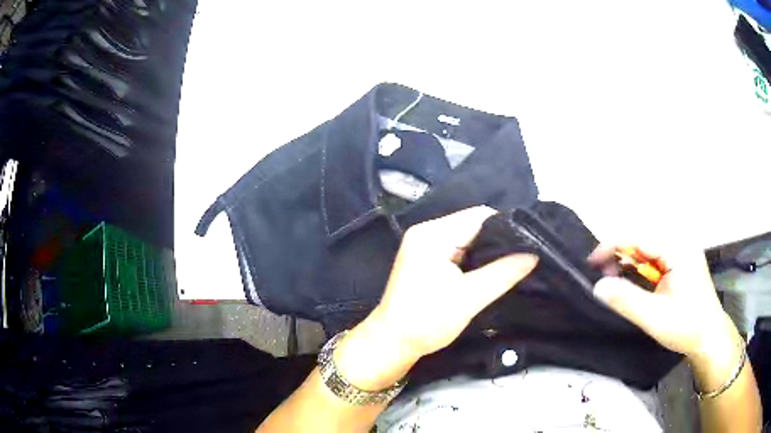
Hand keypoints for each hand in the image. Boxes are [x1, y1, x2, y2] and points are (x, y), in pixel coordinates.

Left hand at [334, 206, 537, 390]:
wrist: (392, 342)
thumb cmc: (427, 321)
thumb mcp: (471, 297)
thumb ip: (504, 272)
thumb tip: (534, 255)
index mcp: (433, 234)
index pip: (479, 216)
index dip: (507, 227)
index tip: (529, 243)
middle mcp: (427, 232)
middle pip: (473, 225)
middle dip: (498, 240)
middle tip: (524, 255)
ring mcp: (424, 245)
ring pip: (466, 238)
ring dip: (486, 251)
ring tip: (512, 263)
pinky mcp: (425, 259)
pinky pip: (457, 250)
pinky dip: (473, 258)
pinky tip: (489, 270)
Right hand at [589, 245, 739, 368]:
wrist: (709, 336)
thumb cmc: (686, 327)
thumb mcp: (654, 318)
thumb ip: (627, 300)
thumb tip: (598, 286)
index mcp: (677, 248)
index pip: (638, 236)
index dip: (612, 246)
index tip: (591, 264)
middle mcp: (680, 241)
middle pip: (642, 237)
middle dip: (620, 254)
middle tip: (605, 278)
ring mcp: (682, 249)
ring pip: (648, 245)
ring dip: (630, 260)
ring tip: (617, 279)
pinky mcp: (681, 259)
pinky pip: (656, 254)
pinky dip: (641, 266)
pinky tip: (635, 280)